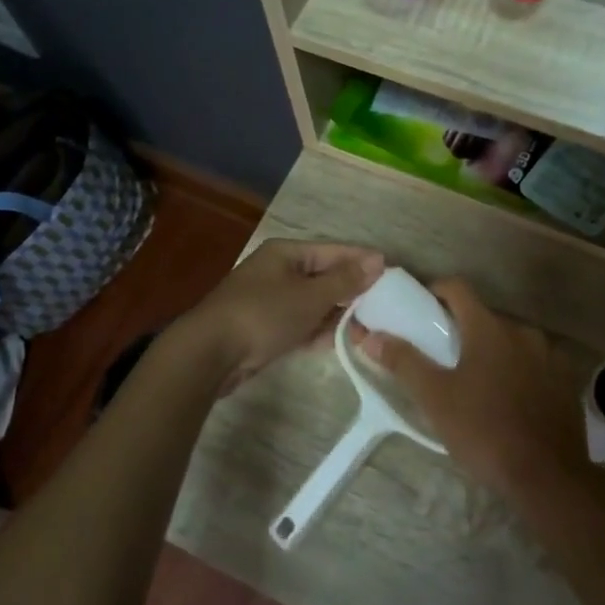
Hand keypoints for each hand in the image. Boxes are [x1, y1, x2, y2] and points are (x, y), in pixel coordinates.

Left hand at [179, 240, 383, 393]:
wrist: (210, 354)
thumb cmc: (263, 315)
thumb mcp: (310, 296)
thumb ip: (345, 280)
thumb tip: (378, 260)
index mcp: (287, 253)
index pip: (335, 251)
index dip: (364, 261)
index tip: (394, 273)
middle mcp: (279, 270)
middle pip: (325, 276)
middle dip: (353, 290)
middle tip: (385, 305)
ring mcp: (270, 299)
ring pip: (314, 302)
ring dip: (338, 313)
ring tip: (369, 326)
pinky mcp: (266, 327)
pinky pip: (301, 323)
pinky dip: (318, 330)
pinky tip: (340, 341)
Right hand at [356, 279, 592, 499]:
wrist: (548, 476)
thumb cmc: (484, 431)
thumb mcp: (435, 398)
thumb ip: (403, 362)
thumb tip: (371, 336)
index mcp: (489, 328)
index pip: (458, 288)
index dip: (435, 291)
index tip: (421, 309)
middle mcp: (523, 331)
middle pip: (485, 317)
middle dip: (462, 329)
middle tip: (442, 357)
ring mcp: (550, 356)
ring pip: (511, 341)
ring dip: (491, 352)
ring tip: (475, 383)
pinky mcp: (566, 381)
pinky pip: (534, 364)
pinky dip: (517, 371)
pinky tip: (508, 401)